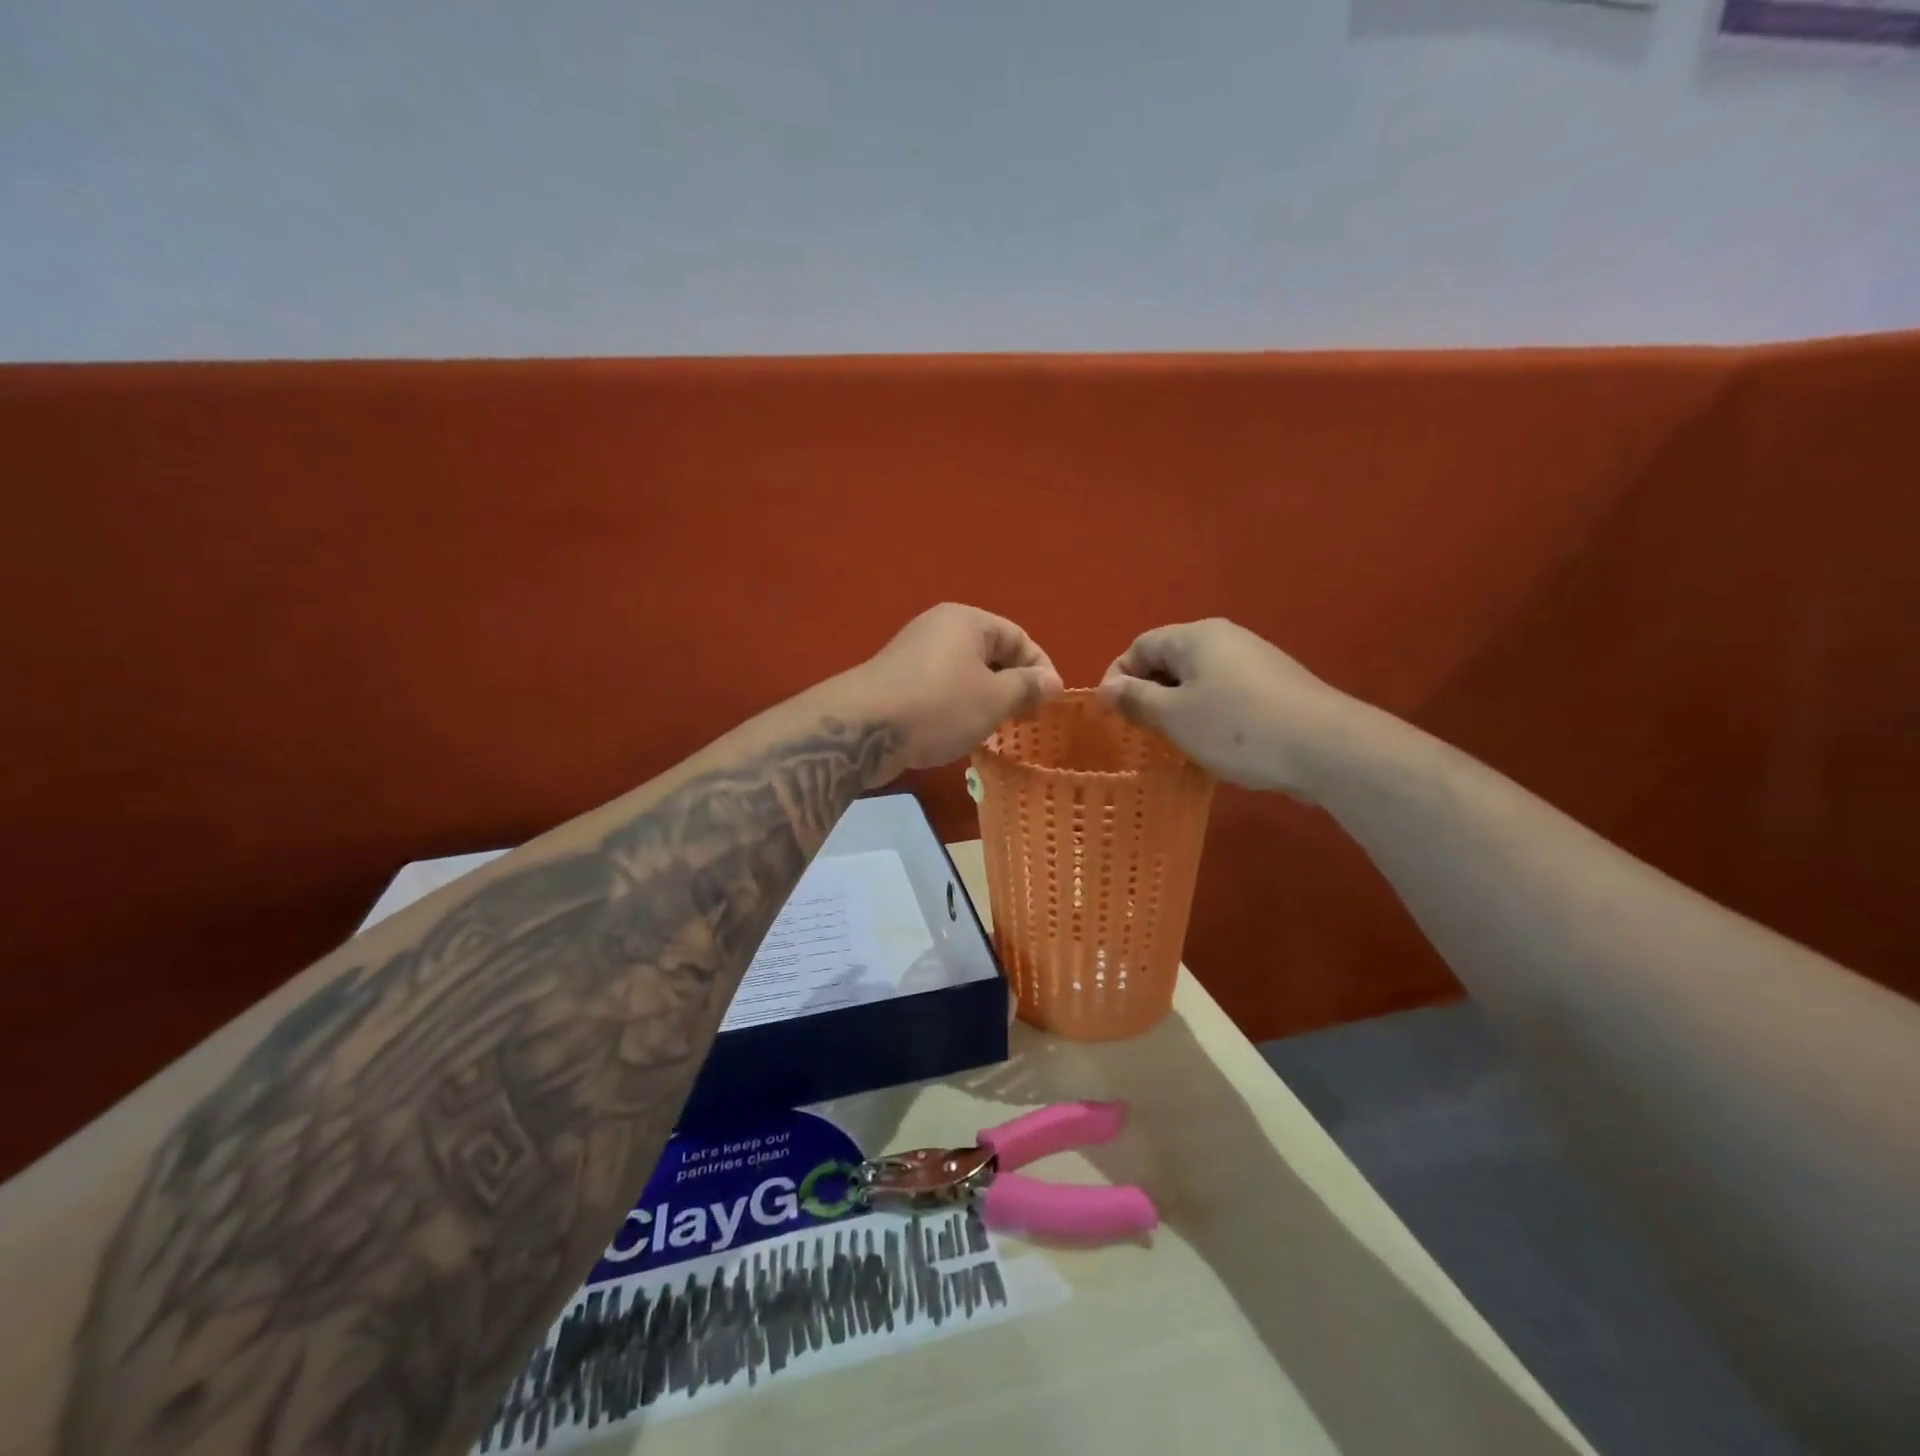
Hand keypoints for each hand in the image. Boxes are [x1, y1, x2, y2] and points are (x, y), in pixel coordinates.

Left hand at [854, 604, 1063, 770]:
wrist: (864, 730)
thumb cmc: (939, 706)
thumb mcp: (994, 699)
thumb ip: (1027, 687)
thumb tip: (1053, 681)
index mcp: (967, 620)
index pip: (1018, 637)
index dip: (1041, 669)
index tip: (1051, 703)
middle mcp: (939, 628)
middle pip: (991, 654)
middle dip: (1013, 686)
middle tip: (1026, 720)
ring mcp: (915, 654)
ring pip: (966, 674)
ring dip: (986, 700)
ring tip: (997, 730)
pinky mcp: (898, 681)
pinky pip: (942, 689)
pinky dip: (959, 707)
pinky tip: (961, 733)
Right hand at [1097, 619, 1355, 798]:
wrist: (1325, 747)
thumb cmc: (1237, 728)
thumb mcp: (1174, 717)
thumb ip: (1136, 700)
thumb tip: (1108, 688)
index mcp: (1195, 637)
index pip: (1140, 645)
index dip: (1118, 676)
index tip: (1111, 713)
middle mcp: (1225, 638)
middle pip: (1169, 660)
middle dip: (1148, 694)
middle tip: (1140, 731)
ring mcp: (1254, 660)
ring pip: (1198, 680)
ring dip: (1177, 708)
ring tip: (1173, 742)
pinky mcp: (1275, 686)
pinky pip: (1225, 693)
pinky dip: (1207, 714)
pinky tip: (1212, 745)